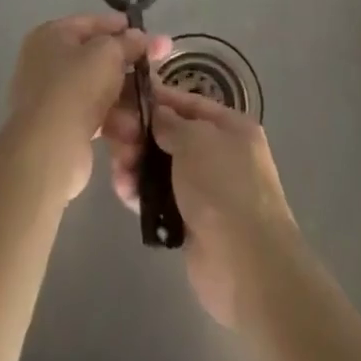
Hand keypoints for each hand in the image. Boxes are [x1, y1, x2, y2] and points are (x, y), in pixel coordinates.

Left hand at [4, 12, 169, 205]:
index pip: (93, 23)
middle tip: (160, 69)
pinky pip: (94, 114)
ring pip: (99, 89)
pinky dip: (115, 119)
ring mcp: (52, 95)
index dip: (123, 27)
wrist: (49, 148)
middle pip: (98, 58)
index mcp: (52, 35)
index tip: (151, 35)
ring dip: (127, 96)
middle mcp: (47, 62)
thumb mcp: (109, 54)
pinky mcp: (61, 126)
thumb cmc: (77, 87)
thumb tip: (139, 37)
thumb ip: (128, 42)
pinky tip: (136, 128)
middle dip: (131, 66)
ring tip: (154, 103)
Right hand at [110, 83, 298, 327]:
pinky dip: (141, 193)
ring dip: (137, 164)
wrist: (245, 263)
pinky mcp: (190, 222)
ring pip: (162, 167)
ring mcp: (205, 190)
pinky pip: (160, 198)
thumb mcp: (195, 139)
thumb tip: (157, 113)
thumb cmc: (223, 186)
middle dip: (141, 135)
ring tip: (119, 170)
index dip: (158, 98)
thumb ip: (170, 122)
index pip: (189, 103)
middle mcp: (220, 154)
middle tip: (115, 138)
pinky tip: (124, 192)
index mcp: (231, 127)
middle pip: (171, 135)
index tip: (125, 97)